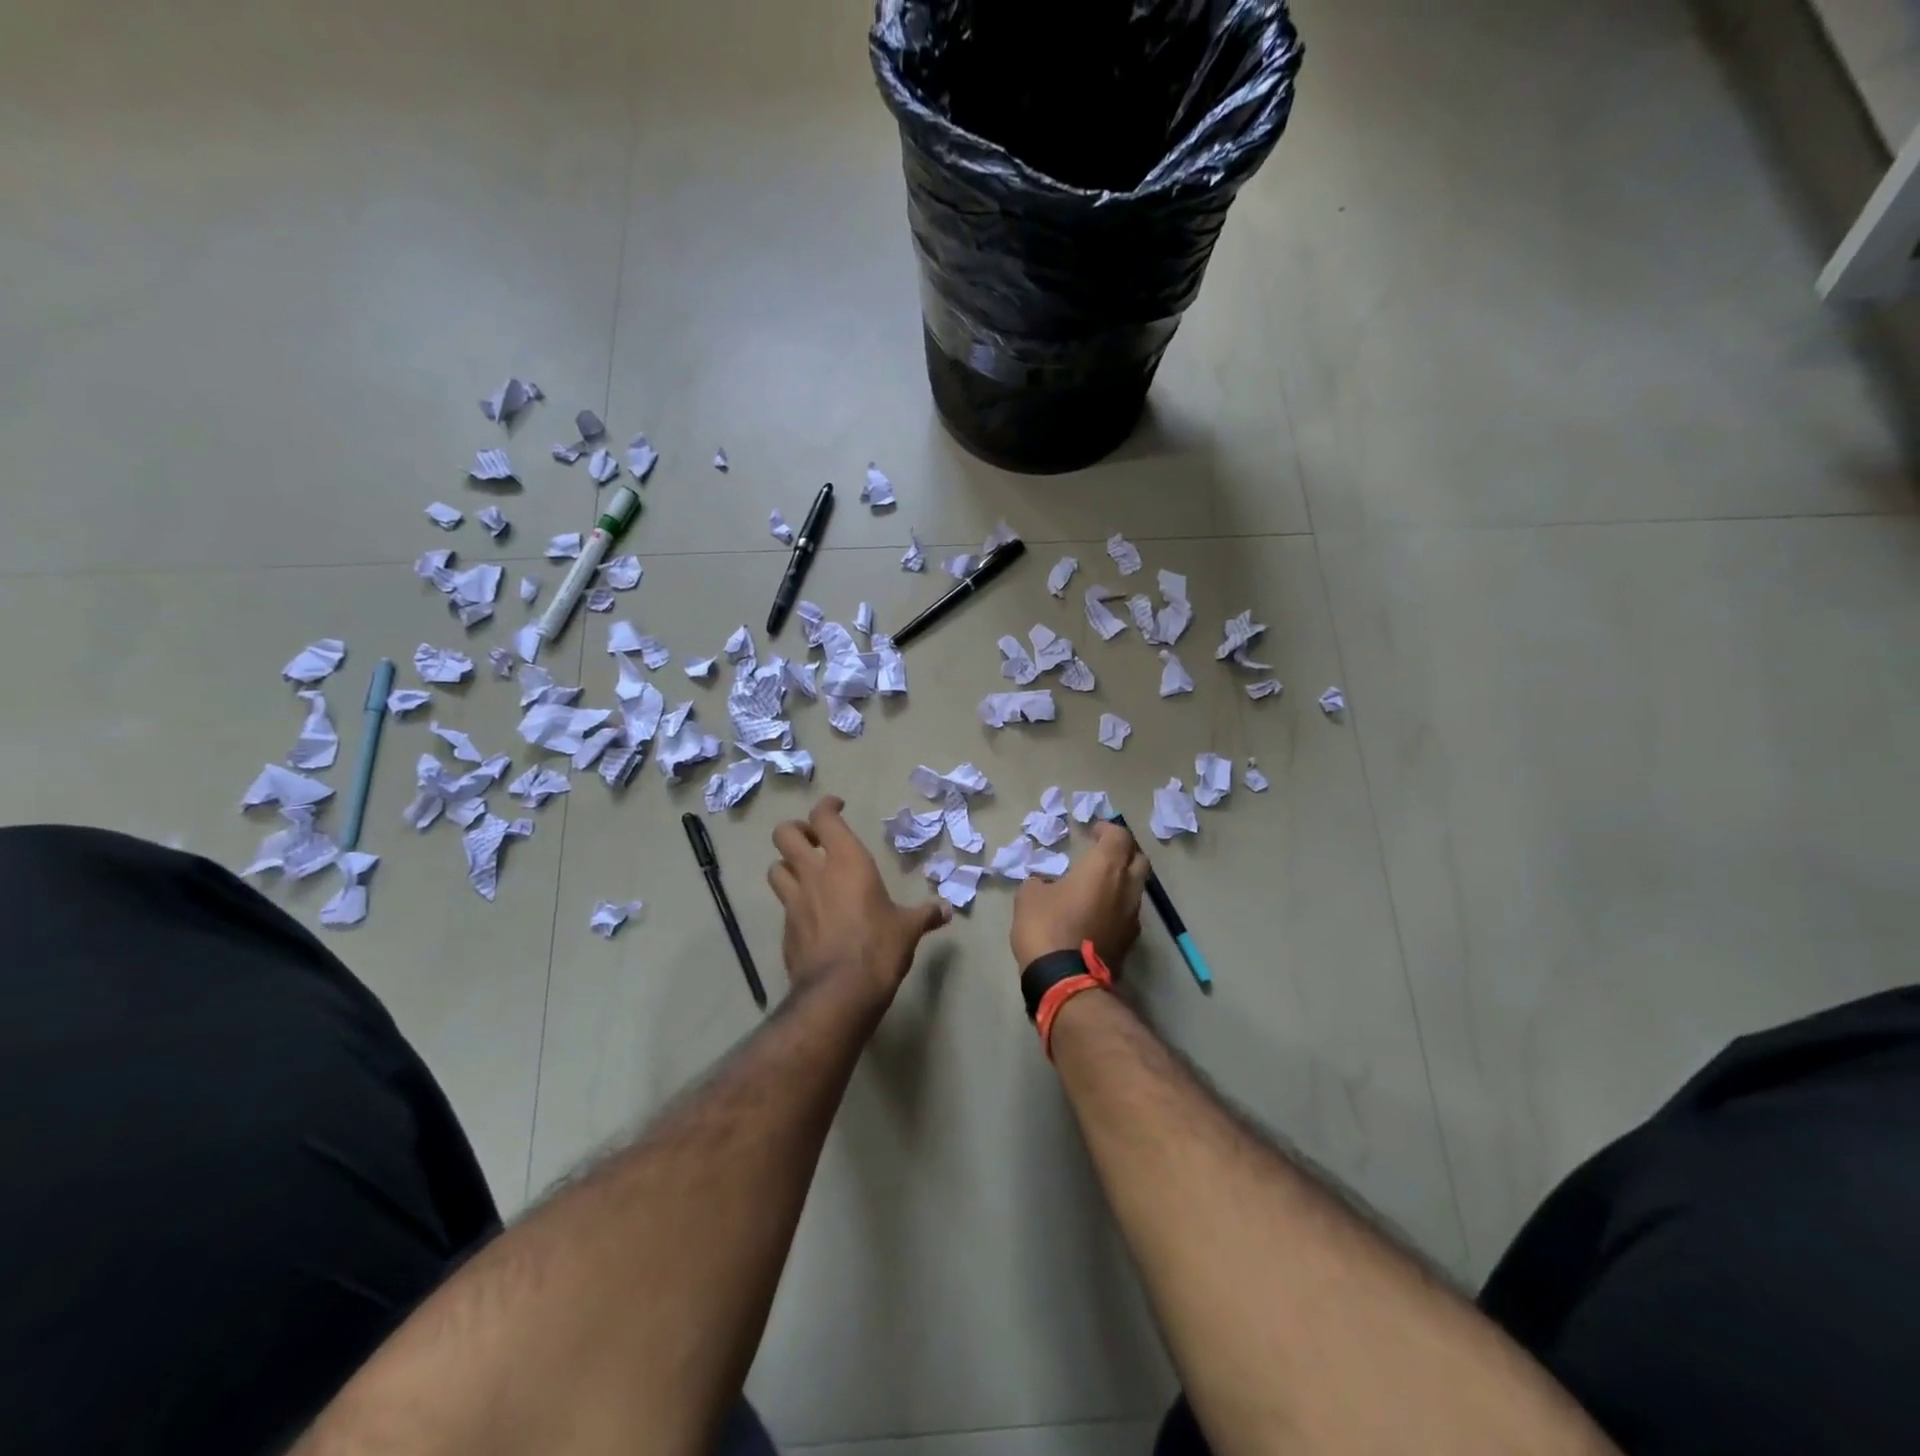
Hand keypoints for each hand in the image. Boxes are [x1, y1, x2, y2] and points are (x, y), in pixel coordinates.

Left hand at [769, 796, 951, 1011]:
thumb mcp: (908, 929)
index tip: (837, 807)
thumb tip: (946, 910)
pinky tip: (810, 915)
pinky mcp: (785, 930)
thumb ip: (925, 915)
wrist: (839, 992)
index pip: (824, 817)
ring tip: (805, 873)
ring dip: (787, 865)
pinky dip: (793, 902)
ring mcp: (794, 902)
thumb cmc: (879, 948)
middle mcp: (815, 874)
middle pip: (785, 834)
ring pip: (775, 867)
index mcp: (847, 862)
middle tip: (814, 840)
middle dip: (796, 830)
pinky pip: (783, 905)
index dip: (826, 807)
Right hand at [1011, 821, 1149, 970]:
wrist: (1065, 981)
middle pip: (1139, 859)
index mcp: (1105, 867)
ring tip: (1097, 885)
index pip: (1119, 836)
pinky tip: (1096, 913)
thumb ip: (1040, 882)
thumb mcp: (1029, 896)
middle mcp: (1127, 887)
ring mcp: (1132, 916)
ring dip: (1121, 881)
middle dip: (1124, 852)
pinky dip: (1116, 906)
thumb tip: (1044, 885)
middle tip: (1103, 853)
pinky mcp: (1129, 941)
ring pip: (1136, 888)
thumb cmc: (1047, 927)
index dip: (1107, 829)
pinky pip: (1128, 913)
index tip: (1091, 831)